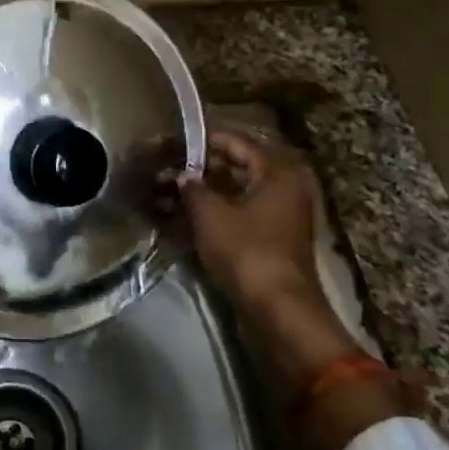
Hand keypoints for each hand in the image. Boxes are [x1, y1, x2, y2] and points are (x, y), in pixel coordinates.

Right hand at [175, 129, 360, 384]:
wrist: (276, 308)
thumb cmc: (246, 249)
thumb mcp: (210, 213)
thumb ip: (192, 187)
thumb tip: (182, 175)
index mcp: (277, 172)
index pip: (237, 142)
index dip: (202, 141)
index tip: (172, 141)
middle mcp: (284, 188)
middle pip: (236, 168)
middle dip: (199, 169)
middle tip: (165, 168)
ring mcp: (279, 217)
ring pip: (234, 194)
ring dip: (202, 194)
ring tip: (165, 193)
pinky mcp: (269, 241)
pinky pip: (236, 216)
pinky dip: (212, 215)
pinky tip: (180, 218)